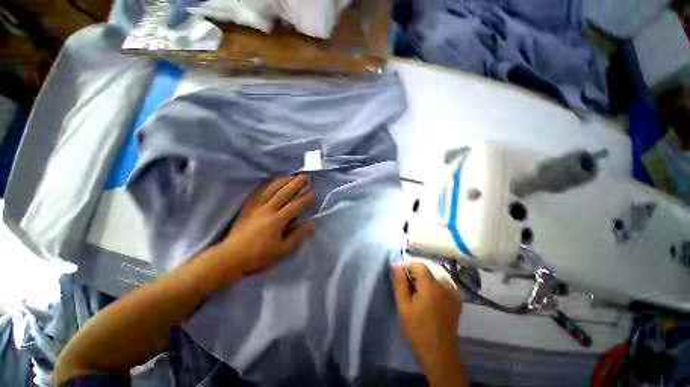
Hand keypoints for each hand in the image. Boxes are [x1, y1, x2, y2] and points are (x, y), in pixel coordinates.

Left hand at [213, 175, 314, 276]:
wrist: (231, 257)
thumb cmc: (259, 256)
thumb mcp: (282, 250)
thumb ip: (298, 235)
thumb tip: (312, 223)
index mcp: (277, 221)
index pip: (296, 205)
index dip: (306, 197)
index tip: (313, 190)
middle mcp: (267, 210)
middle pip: (284, 193)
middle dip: (296, 183)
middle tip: (305, 176)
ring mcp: (256, 206)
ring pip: (271, 189)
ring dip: (283, 181)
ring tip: (292, 176)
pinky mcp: (247, 206)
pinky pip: (259, 192)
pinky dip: (268, 185)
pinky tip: (273, 182)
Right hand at [392, 262, 465, 385]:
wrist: (439, 353)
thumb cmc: (418, 329)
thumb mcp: (404, 305)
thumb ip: (400, 282)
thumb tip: (395, 264)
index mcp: (431, 286)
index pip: (418, 265)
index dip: (407, 267)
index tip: (400, 277)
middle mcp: (445, 286)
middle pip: (426, 271)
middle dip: (415, 276)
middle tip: (408, 291)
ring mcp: (453, 293)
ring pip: (434, 278)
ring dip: (424, 282)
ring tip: (419, 298)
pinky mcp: (457, 300)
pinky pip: (442, 286)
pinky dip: (434, 288)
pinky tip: (430, 301)